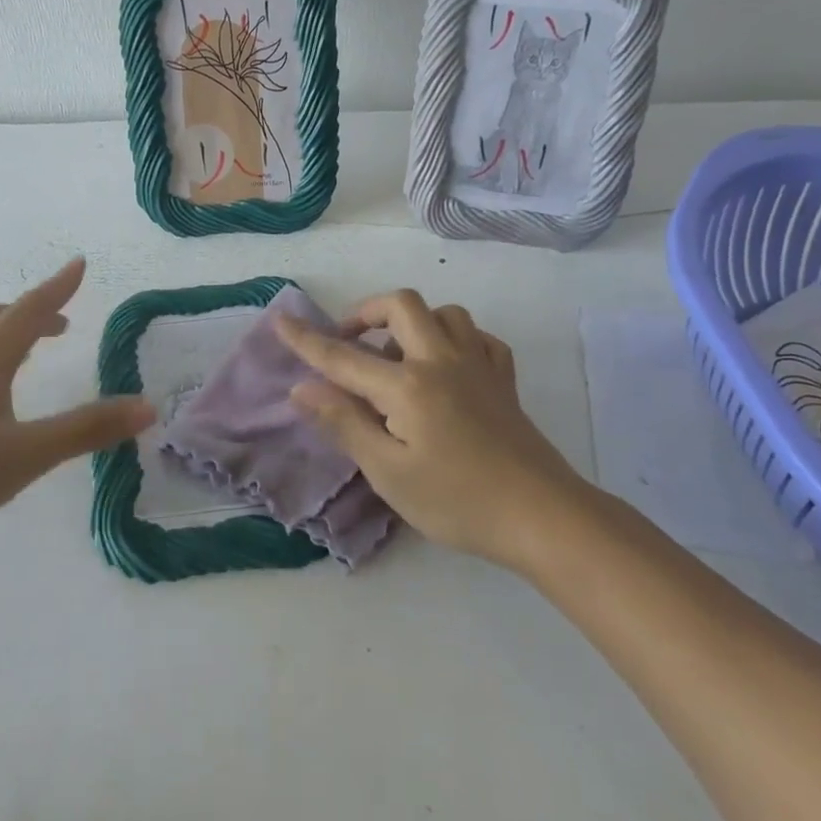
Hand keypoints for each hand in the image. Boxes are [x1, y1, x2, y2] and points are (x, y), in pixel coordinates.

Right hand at [276, 289, 581, 569]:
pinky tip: (448, 366)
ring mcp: (479, 365)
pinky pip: (479, 338)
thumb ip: (344, 423)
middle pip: (401, 305)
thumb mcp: (388, 472)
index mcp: (407, 384)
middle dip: (367, 312)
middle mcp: (441, 360)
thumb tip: (302, 388)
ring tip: (398, 355)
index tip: (280, 320)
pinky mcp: (504, 380)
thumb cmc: (456, 500)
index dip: (307, 340)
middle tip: (349, 341)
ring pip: (445, 313)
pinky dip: (457, 340)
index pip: (344, 356)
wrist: (541, 515)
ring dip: (414, 322)